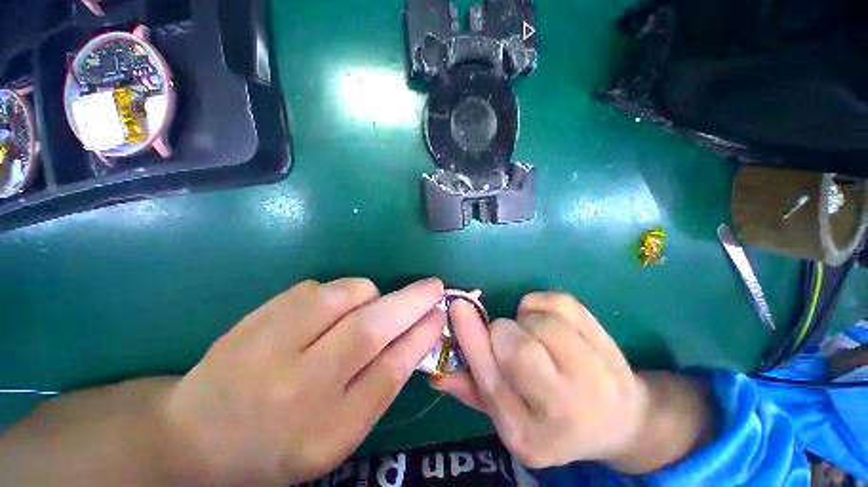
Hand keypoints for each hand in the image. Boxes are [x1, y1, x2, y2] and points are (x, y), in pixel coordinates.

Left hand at [163, 278, 445, 484]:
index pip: (389, 372)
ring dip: (370, 295)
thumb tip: (417, 334)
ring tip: (362, 311)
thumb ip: (380, 385)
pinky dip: (338, 293)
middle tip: (434, 286)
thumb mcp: (338, 434)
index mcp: (324, 431)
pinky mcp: (260, 313)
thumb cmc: (279, 443)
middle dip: (412, 301)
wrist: (197, 434)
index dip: (421, 336)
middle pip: (371, 329)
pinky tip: (324, 315)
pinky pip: (320, 287)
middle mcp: (298, 387)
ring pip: (347, 294)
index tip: (440, 313)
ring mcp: (272, 343)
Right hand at [433, 292, 649, 467]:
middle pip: (517, 345)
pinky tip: (552, 323)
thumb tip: (436, 372)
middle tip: (509, 336)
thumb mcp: (507, 413)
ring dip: (527, 319)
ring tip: (536, 335)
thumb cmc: (550, 417)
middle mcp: (561, 412)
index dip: (471, 338)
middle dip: (503, 330)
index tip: (458, 306)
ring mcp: (593, 379)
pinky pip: (560, 303)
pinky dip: (544, 304)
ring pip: (541, 322)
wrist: (619, 421)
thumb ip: (471, 389)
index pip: (490, 379)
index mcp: (526, 435)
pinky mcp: (608, 348)